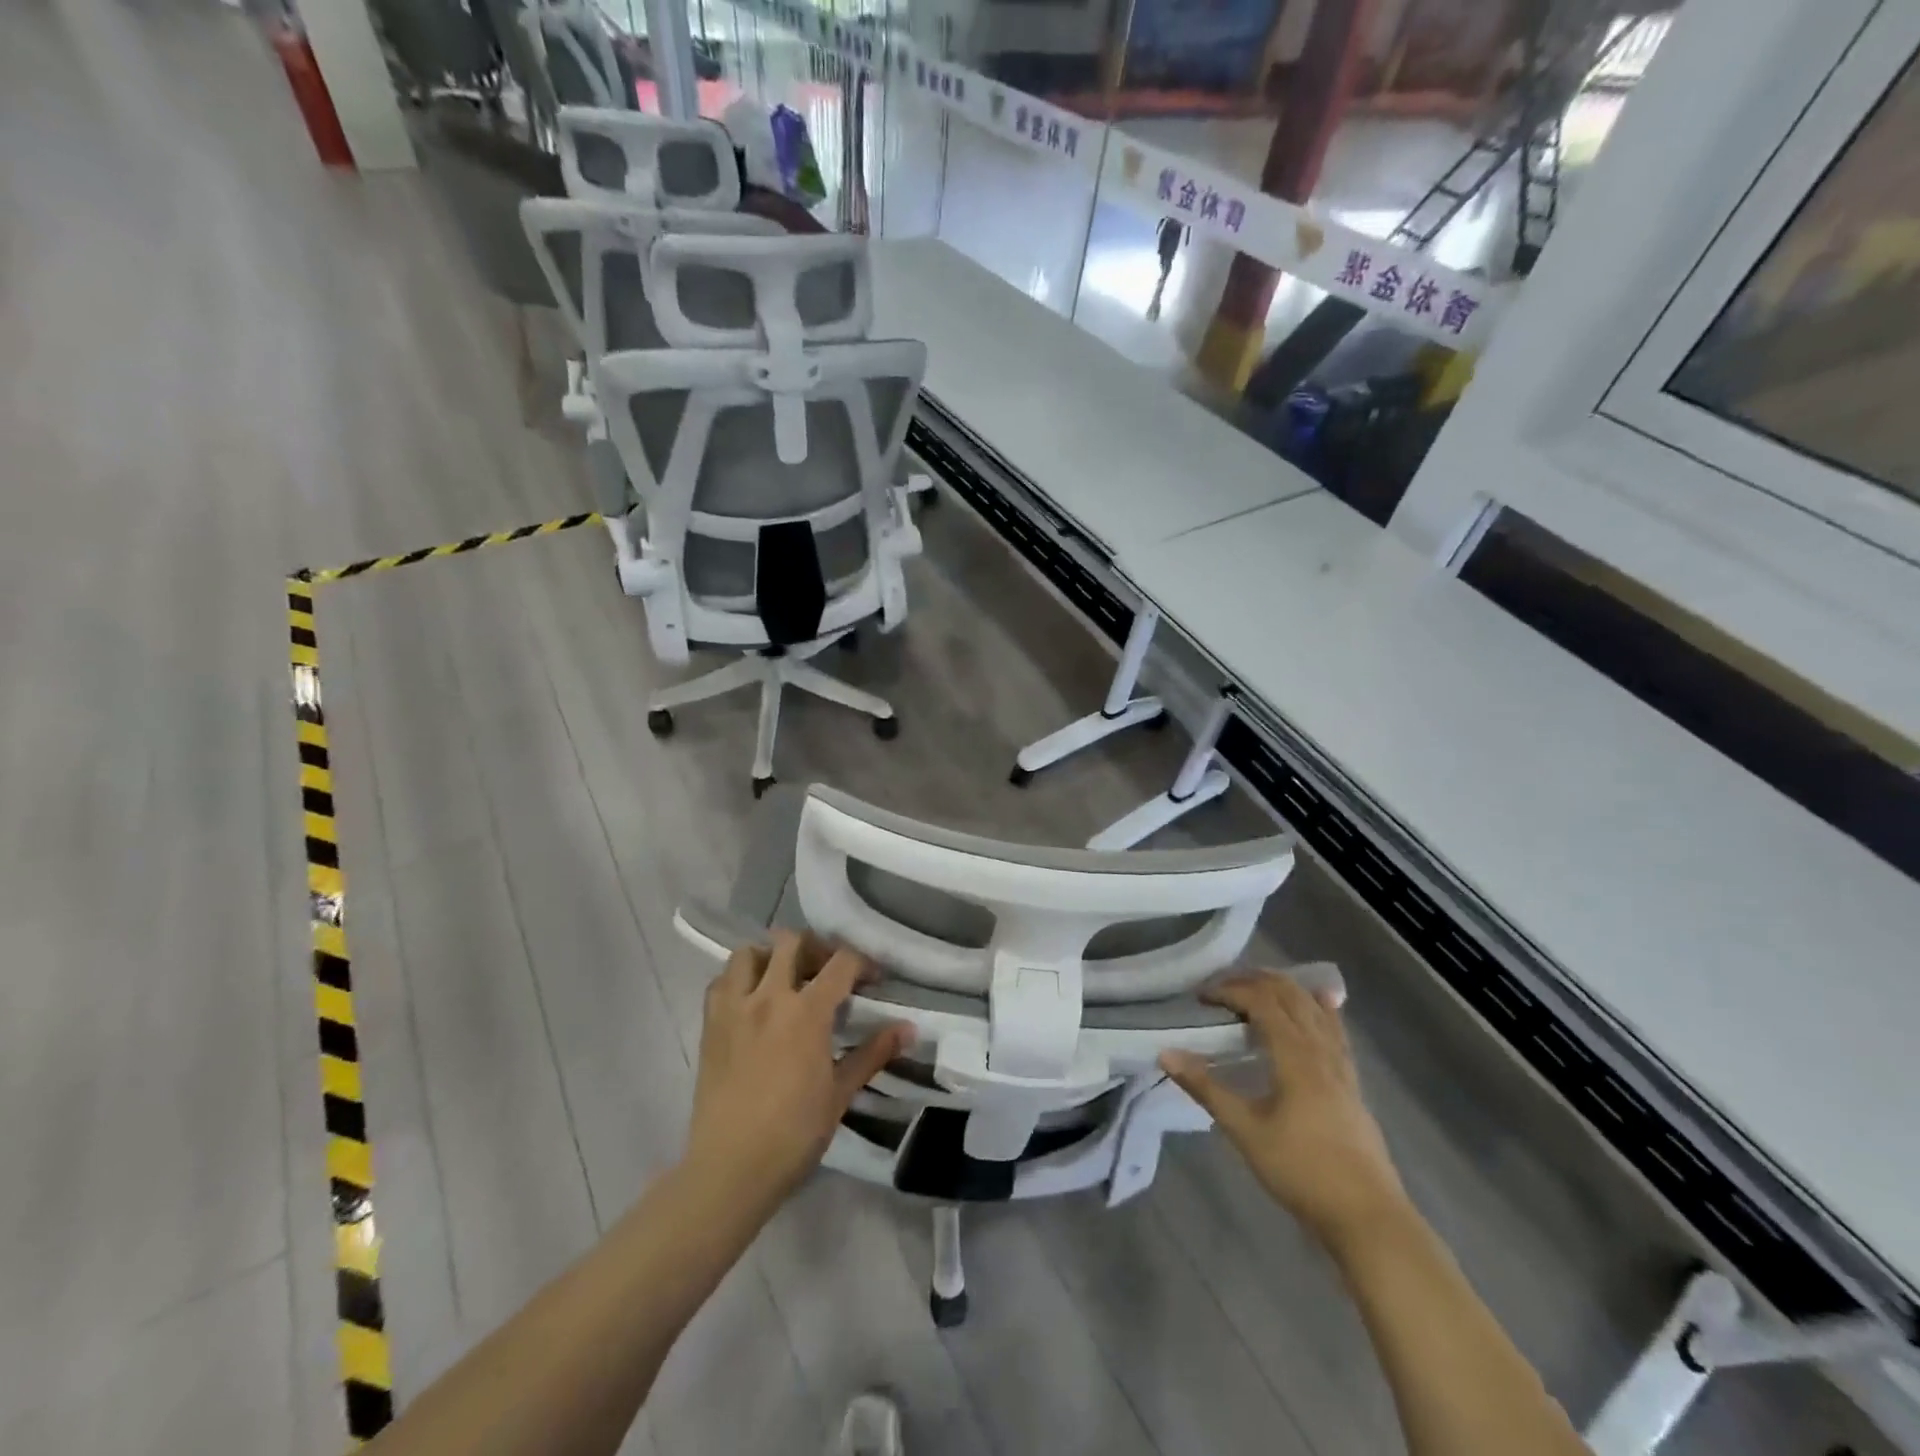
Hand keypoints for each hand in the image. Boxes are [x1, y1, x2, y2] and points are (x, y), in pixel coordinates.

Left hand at [686, 931, 909, 1211]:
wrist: (730, 1168)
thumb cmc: (794, 1134)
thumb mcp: (840, 1093)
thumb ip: (873, 1053)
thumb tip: (909, 1029)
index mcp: (807, 1013)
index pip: (841, 962)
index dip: (863, 962)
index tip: (872, 980)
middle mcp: (769, 998)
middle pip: (792, 941)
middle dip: (816, 948)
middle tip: (827, 972)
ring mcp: (734, 1008)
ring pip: (749, 952)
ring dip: (770, 956)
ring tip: (784, 979)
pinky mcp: (709, 1025)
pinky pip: (721, 981)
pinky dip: (739, 978)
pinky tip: (752, 1001)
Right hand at [1160, 970, 1409, 1252]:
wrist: (1367, 1217)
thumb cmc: (1302, 1171)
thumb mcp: (1245, 1130)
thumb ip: (1206, 1088)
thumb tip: (1165, 1053)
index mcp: (1295, 1054)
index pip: (1260, 1001)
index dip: (1229, 990)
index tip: (1200, 997)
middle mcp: (1321, 1049)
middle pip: (1290, 994)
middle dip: (1254, 981)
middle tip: (1221, 987)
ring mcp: (1342, 1065)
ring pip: (1315, 1007)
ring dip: (1284, 989)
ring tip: (1256, 988)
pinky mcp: (1352, 1083)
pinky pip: (1335, 1029)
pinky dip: (1320, 1008)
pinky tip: (1321, 1002)